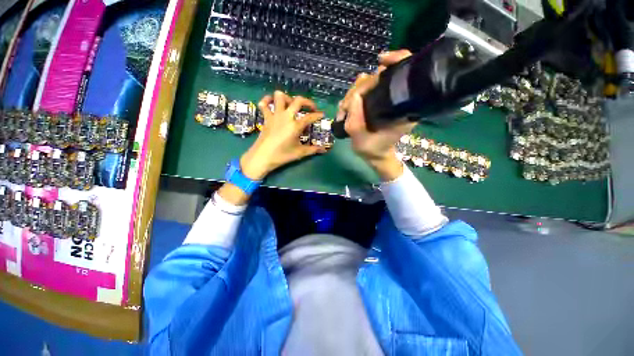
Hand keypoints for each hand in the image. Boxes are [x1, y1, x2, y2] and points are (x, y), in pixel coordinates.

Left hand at [240, 91, 326, 179]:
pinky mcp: (266, 117)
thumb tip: (324, 150)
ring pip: (280, 96)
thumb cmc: (282, 155)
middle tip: (311, 108)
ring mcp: (275, 115)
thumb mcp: (300, 153)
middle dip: (307, 102)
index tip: (322, 114)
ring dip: (288, 98)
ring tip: (292, 105)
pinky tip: (272, 103)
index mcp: (296, 126)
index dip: (318, 115)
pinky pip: (264, 104)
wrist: (262, 157)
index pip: (310, 117)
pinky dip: (267, 100)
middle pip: (298, 100)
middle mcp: (286, 116)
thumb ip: (313, 150)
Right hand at [337, 50, 415, 180]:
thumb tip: (354, 96)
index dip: (395, 61)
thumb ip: (355, 121)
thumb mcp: (360, 140)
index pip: (404, 74)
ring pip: (371, 81)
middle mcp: (399, 100)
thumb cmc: (372, 149)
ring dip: (354, 92)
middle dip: (359, 88)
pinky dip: (356, 92)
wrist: (376, 154)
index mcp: (403, 108)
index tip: (380, 63)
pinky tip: (349, 103)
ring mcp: (388, 100)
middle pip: (381, 76)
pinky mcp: (379, 101)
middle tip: (346, 107)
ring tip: (345, 109)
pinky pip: (368, 88)